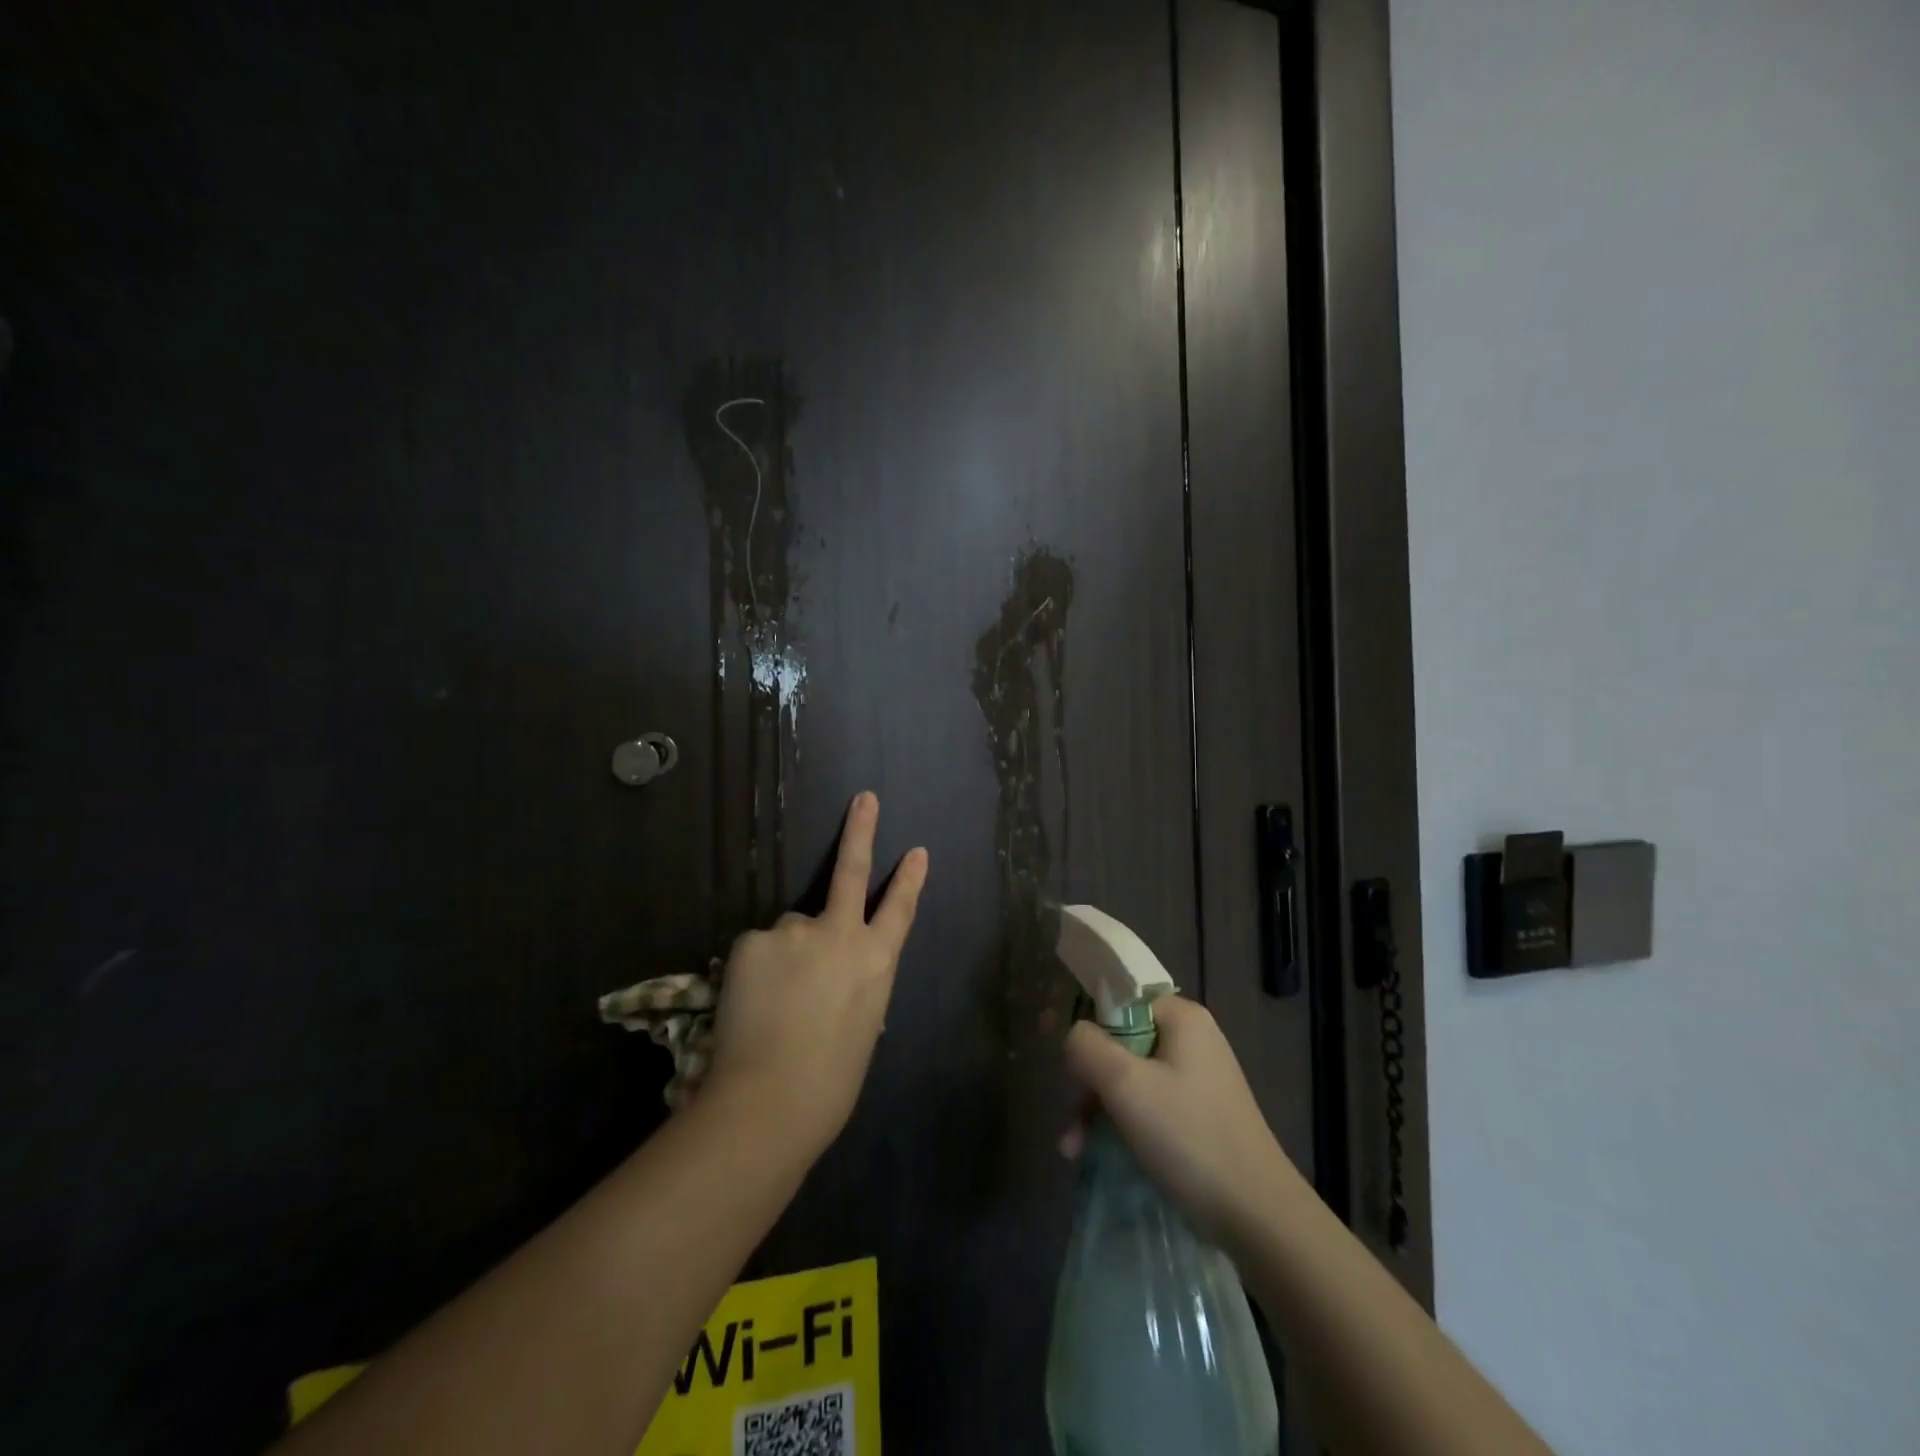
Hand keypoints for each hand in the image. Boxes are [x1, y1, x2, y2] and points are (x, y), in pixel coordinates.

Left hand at [705, 792, 928, 1159]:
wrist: (769, 1102)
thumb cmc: (829, 1082)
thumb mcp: (862, 1028)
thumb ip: (855, 988)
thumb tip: (840, 979)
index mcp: (877, 961)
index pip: (899, 910)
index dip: (909, 879)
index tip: (917, 850)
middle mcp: (841, 934)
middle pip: (851, 871)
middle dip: (860, 831)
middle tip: (863, 798)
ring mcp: (795, 931)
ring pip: (790, 931)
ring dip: (786, 953)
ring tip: (773, 1002)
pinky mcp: (754, 940)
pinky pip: (759, 948)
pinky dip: (756, 969)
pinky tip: (751, 1002)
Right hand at [1061, 996, 1304, 1249]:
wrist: (1259, 1218)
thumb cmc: (1189, 1138)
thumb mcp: (1125, 1085)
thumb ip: (1087, 1046)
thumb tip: (1073, 1034)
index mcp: (1181, 1017)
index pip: (1118, 1000)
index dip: (1085, 1026)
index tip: (1062, 1060)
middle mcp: (1192, 1038)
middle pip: (1119, 1042)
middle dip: (1088, 1081)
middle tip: (1071, 1120)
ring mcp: (1198, 1077)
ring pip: (1129, 1077)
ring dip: (1098, 1108)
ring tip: (1073, 1148)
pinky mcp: (1199, 1113)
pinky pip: (1148, 1104)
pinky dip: (1121, 1124)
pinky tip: (1096, 1154)